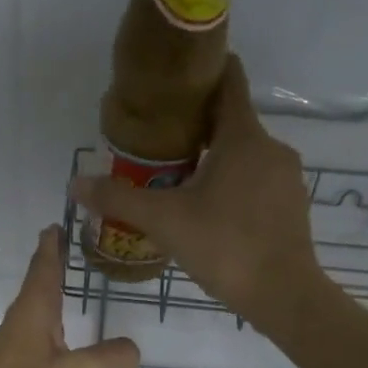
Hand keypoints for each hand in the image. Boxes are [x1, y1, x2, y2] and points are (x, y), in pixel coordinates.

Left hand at [0, 227, 138, 367]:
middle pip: (40, 297)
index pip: (42, 270)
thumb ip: (115, 357)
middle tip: (78, 264)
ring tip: (85, 318)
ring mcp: (10, 365)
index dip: (51, 247)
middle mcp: (17, 335)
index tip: (56, 225)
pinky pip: (45, 364)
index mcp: (30, 319)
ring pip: (43, 333)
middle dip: (57, 280)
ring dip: (63, 324)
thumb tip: (125, 359)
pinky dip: (66, 361)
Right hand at [71, 55, 325, 333]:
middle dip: (196, 125)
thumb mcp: (164, 221)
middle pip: (231, 121)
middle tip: (158, 140)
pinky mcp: (292, 204)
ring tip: (178, 178)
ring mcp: (286, 177)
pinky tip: (210, 209)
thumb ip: (118, 199)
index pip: (229, 81)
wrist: (284, 295)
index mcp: (243, 137)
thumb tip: (74, 184)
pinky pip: (257, 179)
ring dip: (214, 158)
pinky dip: (233, 182)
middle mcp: (271, 147)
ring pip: (244, 154)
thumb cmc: (225, 246)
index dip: (204, 71)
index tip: (175, 77)